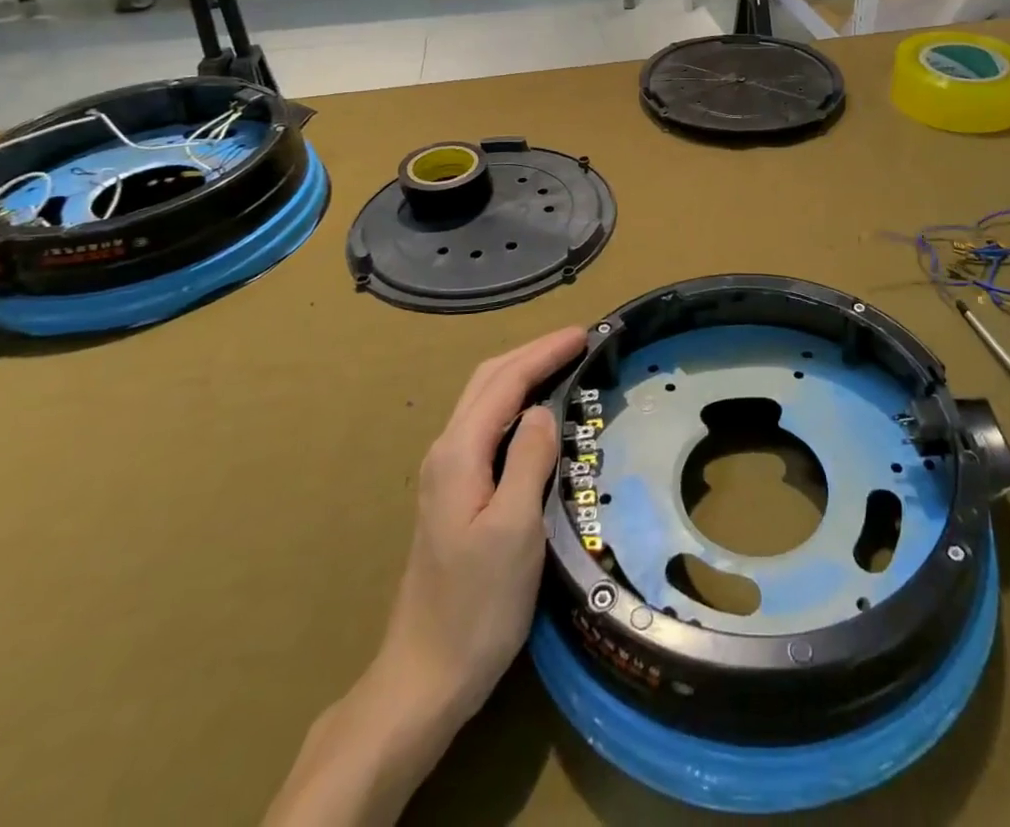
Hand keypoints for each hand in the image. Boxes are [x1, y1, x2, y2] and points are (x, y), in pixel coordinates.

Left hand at [373, 324, 587, 723]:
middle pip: (488, 381)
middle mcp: (446, 452)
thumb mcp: (515, 529)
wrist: (424, 676)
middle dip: (532, 353)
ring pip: (485, 401)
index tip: (584, 334)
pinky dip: (515, 403)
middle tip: (578, 342)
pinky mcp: (453, 494)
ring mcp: (445, 473)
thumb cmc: (477, 605)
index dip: (544, 353)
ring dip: (523, 374)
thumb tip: (545, 410)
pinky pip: (487, 426)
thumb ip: (529, 460)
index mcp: (458, 453)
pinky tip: (538, 415)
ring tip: (564, 365)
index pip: (505, 382)